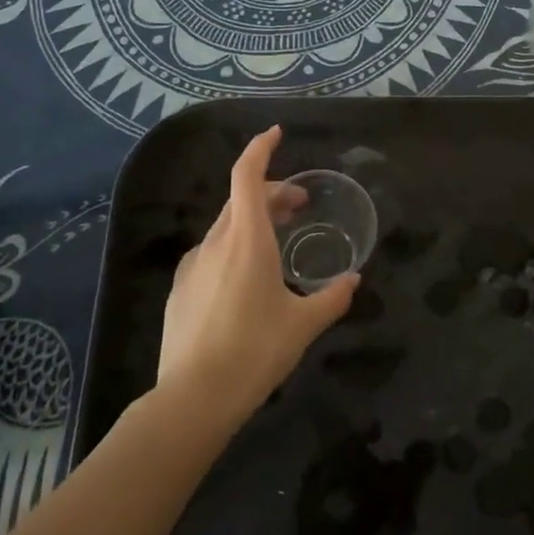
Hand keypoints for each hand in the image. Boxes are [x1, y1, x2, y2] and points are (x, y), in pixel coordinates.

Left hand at [156, 126, 357, 421]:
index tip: (276, 134)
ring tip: (277, 241)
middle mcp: (216, 243)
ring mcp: (192, 266)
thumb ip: (332, 298)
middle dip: (271, 192)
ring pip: (225, 227)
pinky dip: (233, 247)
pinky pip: (210, 253)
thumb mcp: (303, 325)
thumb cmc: (255, 352)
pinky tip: (245, 278)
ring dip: (252, 220)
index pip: (247, 176)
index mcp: (247, 241)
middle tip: (299, 206)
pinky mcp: (180, 290)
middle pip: (241, 199)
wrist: (192, 400)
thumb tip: (353, 280)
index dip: (260, 149)